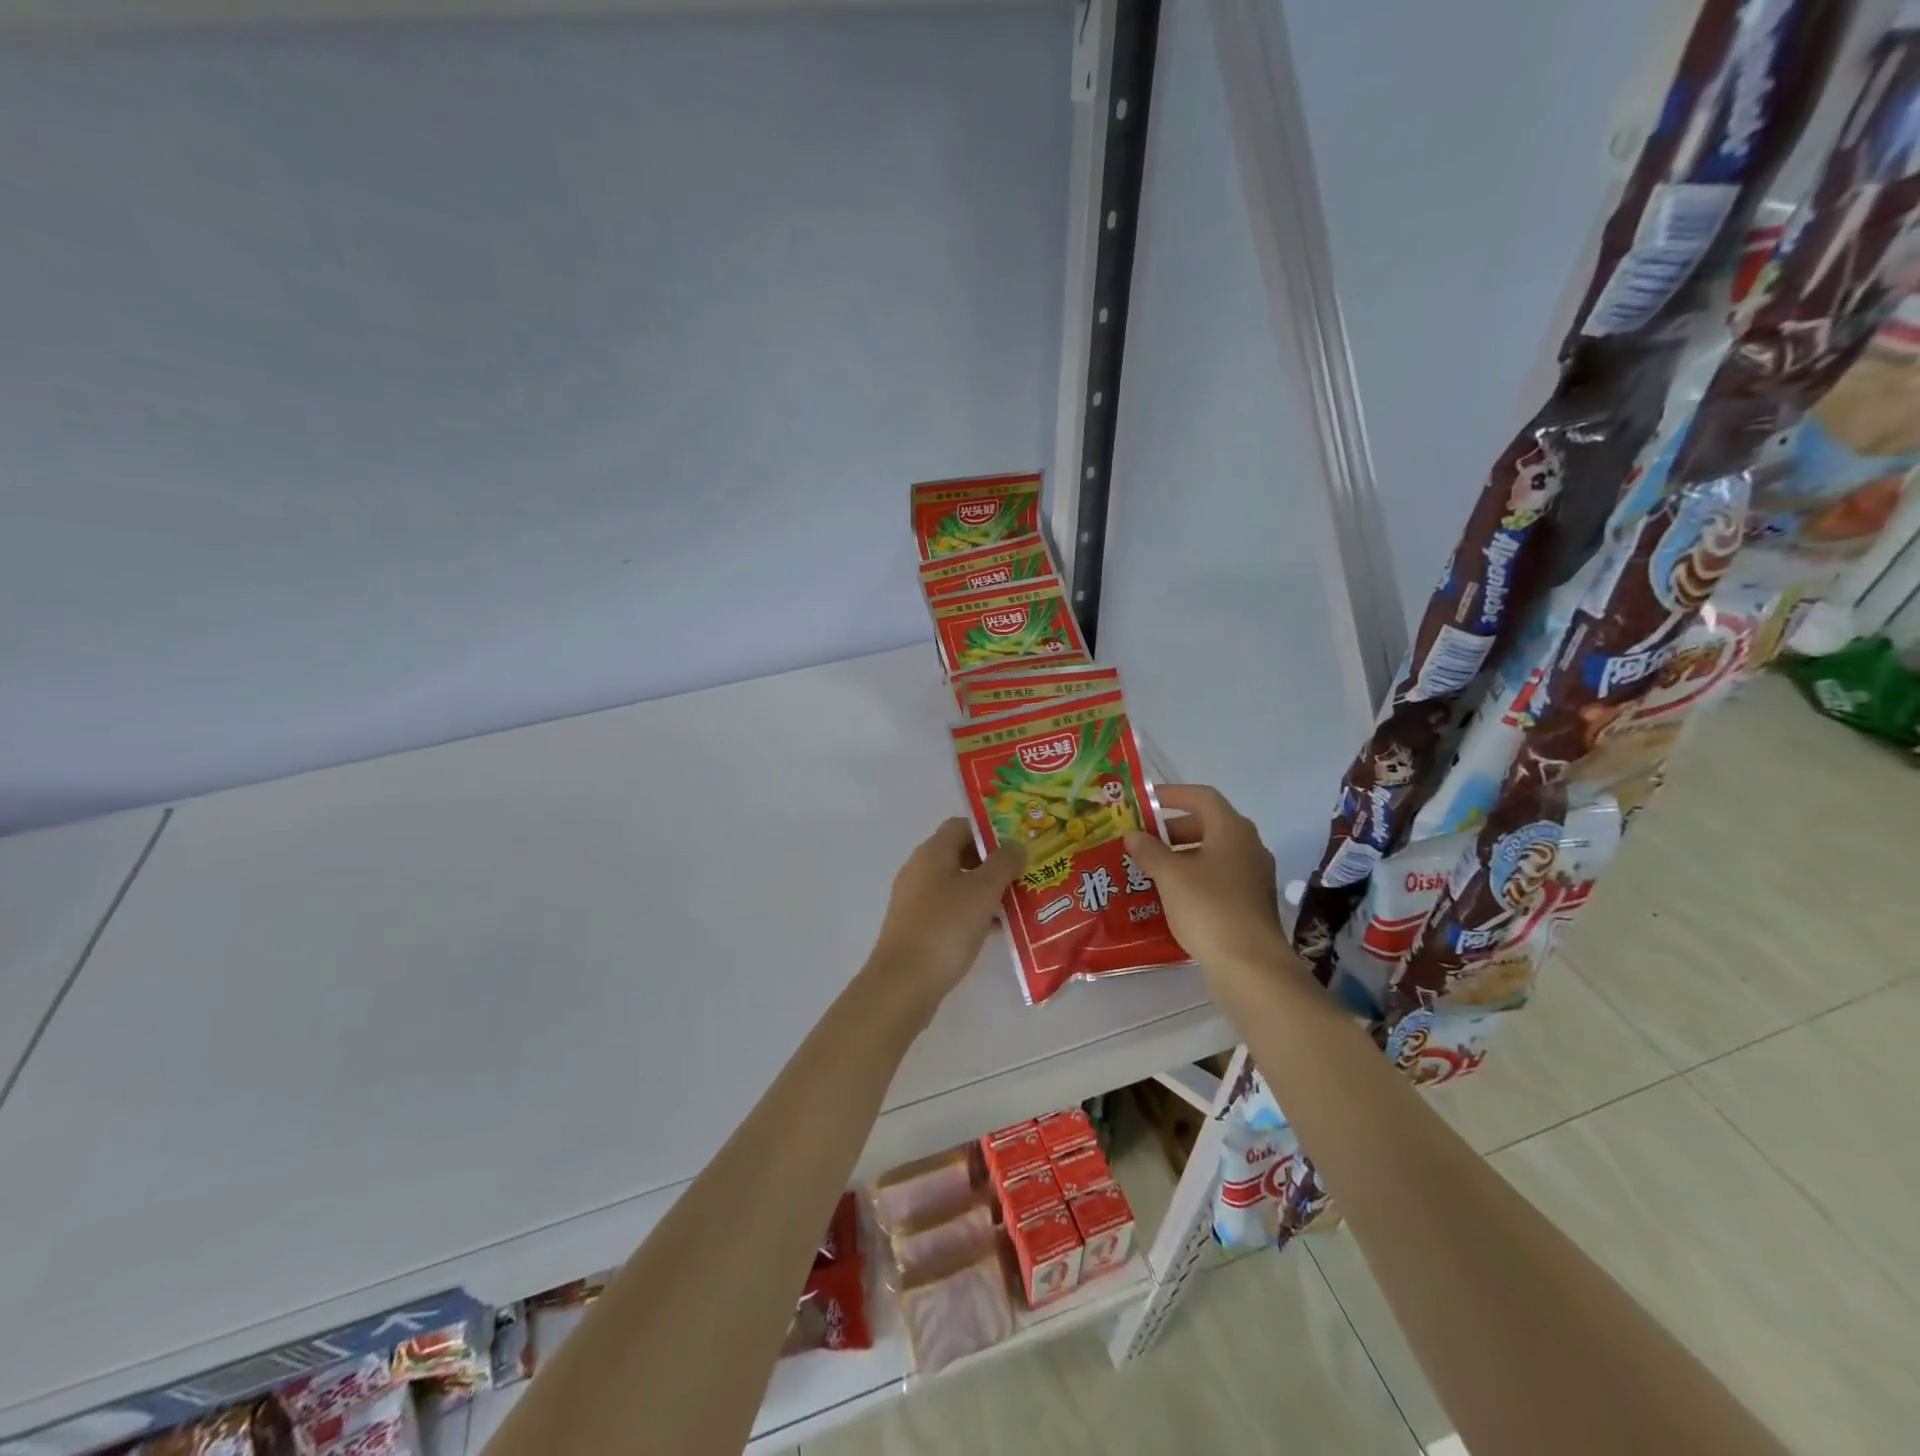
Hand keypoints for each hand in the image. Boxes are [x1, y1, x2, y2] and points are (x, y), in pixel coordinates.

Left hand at [868, 818, 1026, 1007]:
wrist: (903, 983)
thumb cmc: (945, 927)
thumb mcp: (982, 891)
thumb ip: (1003, 864)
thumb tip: (1016, 845)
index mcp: (932, 853)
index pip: (962, 826)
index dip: (990, 832)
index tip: (1017, 848)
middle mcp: (919, 870)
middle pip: (960, 854)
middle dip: (992, 864)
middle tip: (1022, 877)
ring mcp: (915, 900)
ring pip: (957, 885)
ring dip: (985, 892)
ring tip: (1017, 905)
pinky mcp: (916, 927)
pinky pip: (950, 909)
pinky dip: (972, 913)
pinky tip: (995, 931)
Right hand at [1124, 785, 1299, 998]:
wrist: (1251, 966)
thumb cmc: (1209, 908)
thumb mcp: (1170, 876)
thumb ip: (1149, 851)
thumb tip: (1134, 835)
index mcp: (1232, 829)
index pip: (1202, 796)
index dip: (1172, 794)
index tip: (1145, 801)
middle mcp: (1248, 846)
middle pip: (1208, 824)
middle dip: (1172, 829)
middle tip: (1143, 840)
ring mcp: (1253, 876)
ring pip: (1213, 853)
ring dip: (1181, 856)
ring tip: (1150, 869)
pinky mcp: (1251, 903)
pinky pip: (1218, 878)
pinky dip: (1194, 878)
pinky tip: (1171, 896)